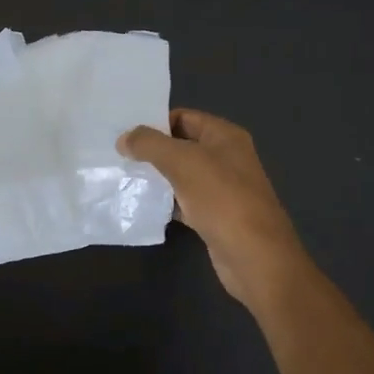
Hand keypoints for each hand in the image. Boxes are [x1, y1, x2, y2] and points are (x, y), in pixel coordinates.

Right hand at [119, 109, 310, 310]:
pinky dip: (166, 201)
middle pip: (182, 146)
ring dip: (157, 176)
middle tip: (119, 156)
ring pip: (182, 175)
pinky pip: (185, 200)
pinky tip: (144, 205)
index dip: (156, 123)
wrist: (254, 256)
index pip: (184, 117)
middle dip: (152, 151)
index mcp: (225, 136)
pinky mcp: (215, 216)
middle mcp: (226, 158)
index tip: (126, 134)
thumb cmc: (221, 199)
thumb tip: (123, 138)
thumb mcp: (182, 161)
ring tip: (124, 178)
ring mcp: (222, 188)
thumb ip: (150, 145)